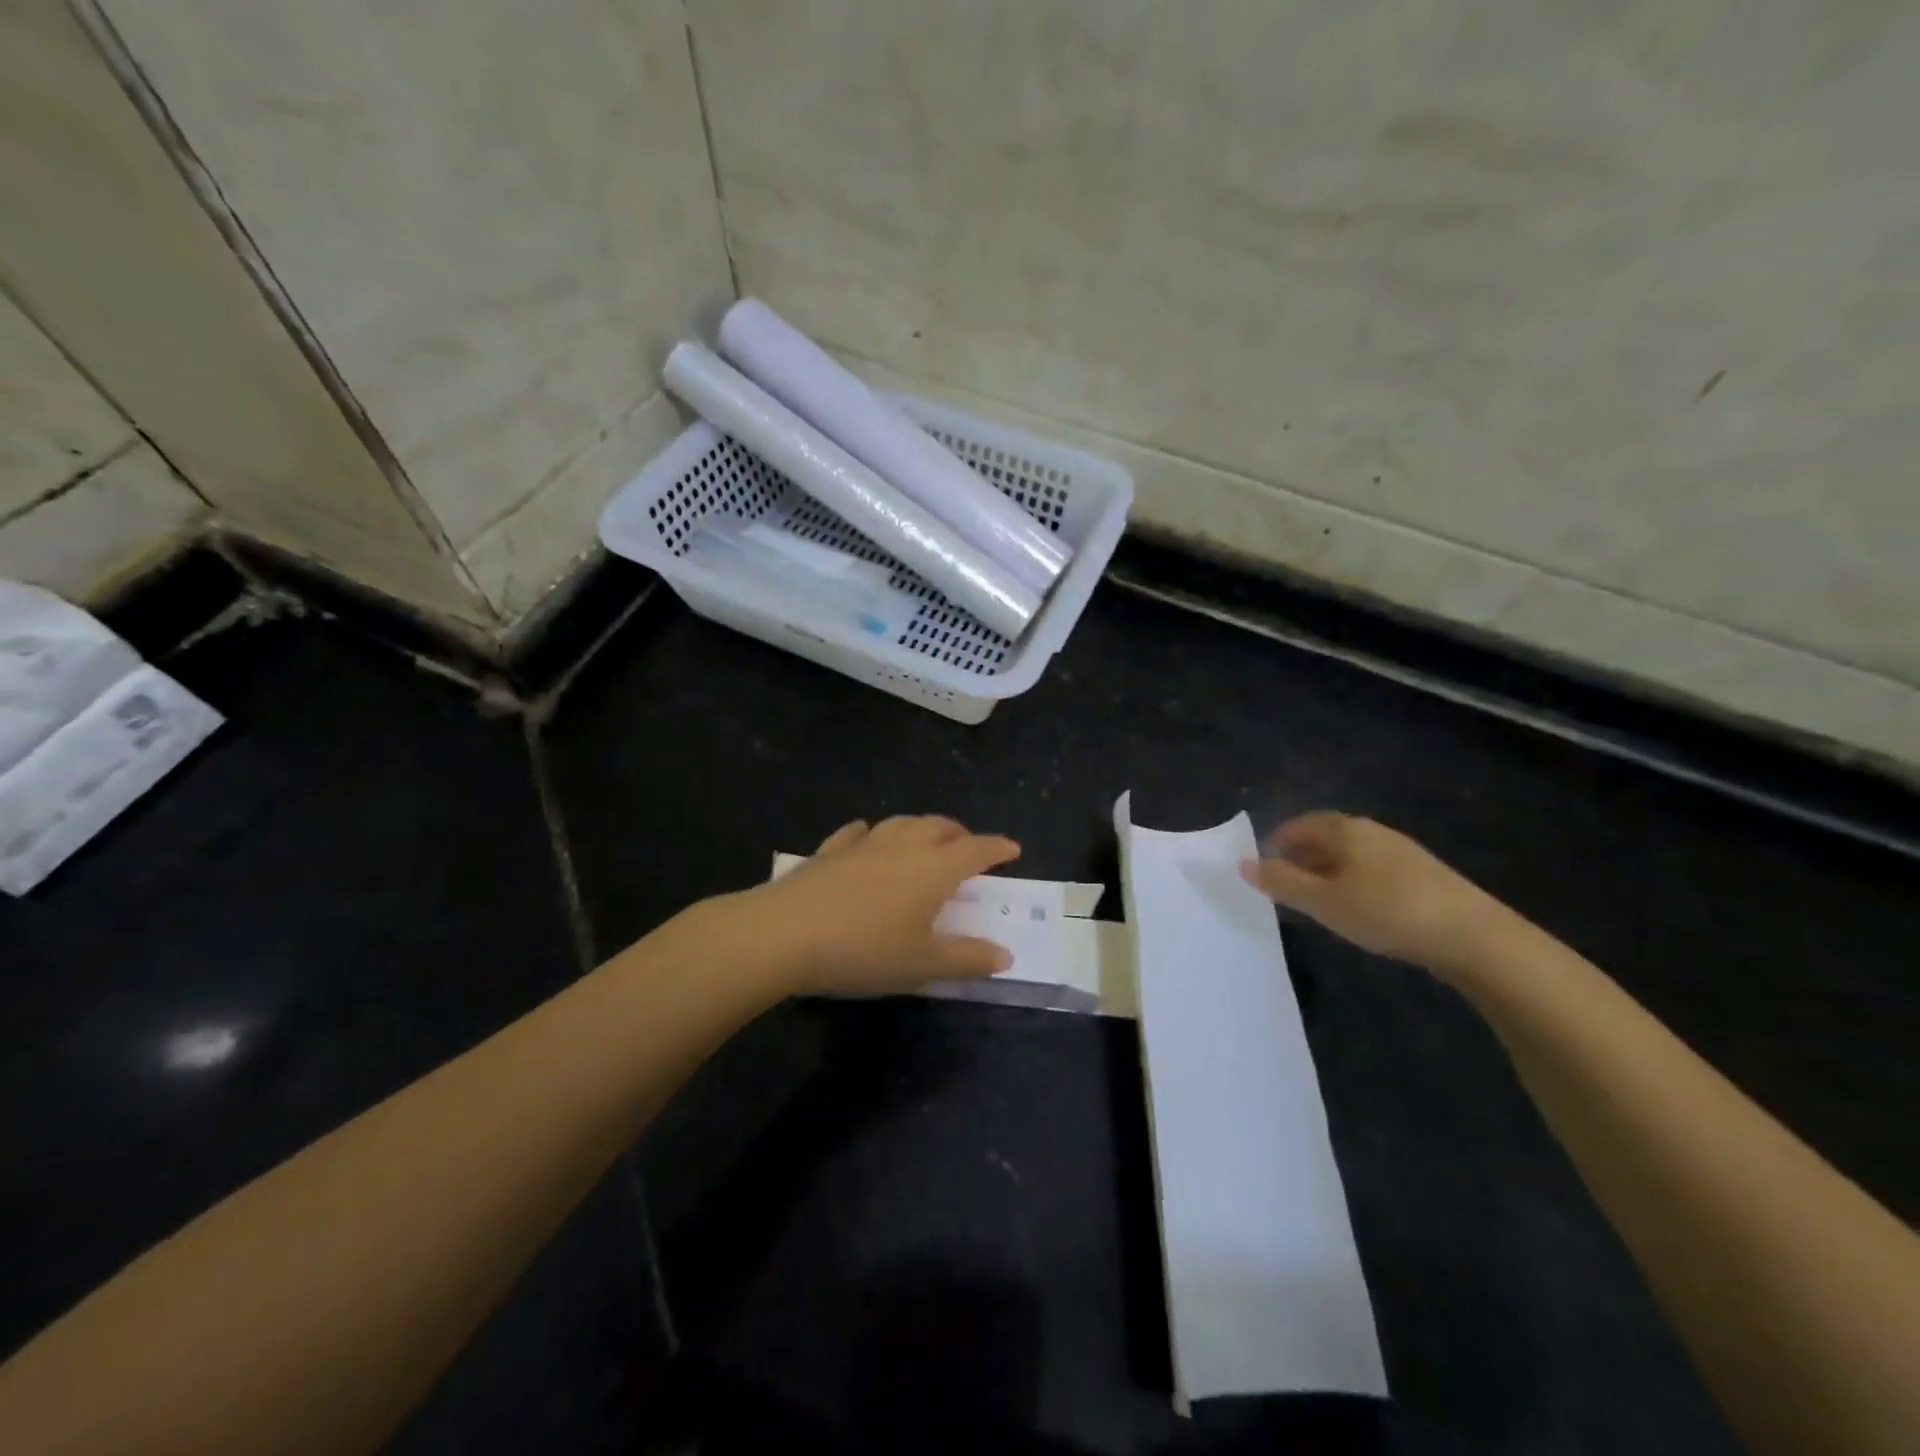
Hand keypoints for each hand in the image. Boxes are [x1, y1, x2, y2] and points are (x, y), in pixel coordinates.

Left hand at [729, 816, 1021, 995]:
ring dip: (921, 828)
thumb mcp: (922, 964)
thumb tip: (1005, 954)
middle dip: (960, 834)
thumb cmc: (864, 951)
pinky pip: (857, 833)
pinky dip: (873, 833)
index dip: (997, 848)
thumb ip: (966, 959)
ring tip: (926, 840)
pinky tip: (867, 837)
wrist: (785, 934)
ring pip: (901, 823)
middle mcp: (902, 847)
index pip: (976, 850)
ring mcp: (863, 845)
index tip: (1012, 848)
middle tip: (969, 848)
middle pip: (940, 827)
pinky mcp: (828, 852)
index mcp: (933, 870)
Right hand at [1240, 812, 1518, 977]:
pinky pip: (1373, 869)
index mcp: (1346, 829)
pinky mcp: (1423, 876)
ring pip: (1351, 854)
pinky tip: (1357, 908)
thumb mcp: (1324, 902)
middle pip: (1326, 836)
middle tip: (1284, 886)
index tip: (1263, 867)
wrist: (1475, 937)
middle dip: (1301, 857)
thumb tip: (1244, 863)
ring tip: (1316, 900)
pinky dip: (1353, 881)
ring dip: (1327, 871)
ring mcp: (1402, 852)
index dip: (1277, 842)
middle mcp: (1372, 831)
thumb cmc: (1387, 911)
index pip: (1300, 824)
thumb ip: (1281, 882)